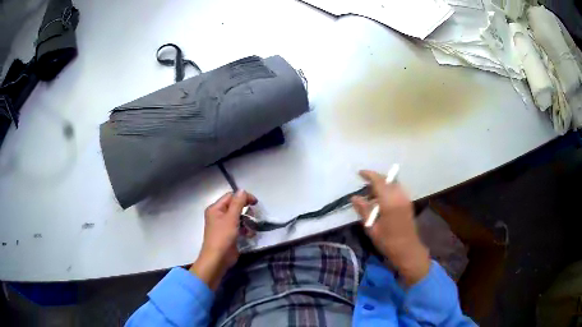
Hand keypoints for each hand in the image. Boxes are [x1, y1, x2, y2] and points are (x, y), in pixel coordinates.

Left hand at [189, 190, 256, 289]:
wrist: (217, 259)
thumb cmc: (223, 237)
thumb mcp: (231, 218)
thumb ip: (238, 203)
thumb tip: (242, 190)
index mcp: (215, 208)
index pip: (231, 196)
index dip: (243, 197)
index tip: (255, 203)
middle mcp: (217, 215)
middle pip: (234, 206)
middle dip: (245, 210)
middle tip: (254, 214)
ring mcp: (222, 225)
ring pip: (237, 217)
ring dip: (246, 221)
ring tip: (251, 227)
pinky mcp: (228, 235)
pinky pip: (238, 227)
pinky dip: (244, 229)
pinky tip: (249, 235)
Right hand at [351, 170, 430, 285]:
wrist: (408, 250)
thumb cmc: (388, 241)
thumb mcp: (372, 228)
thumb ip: (364, 210)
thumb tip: (354, 197)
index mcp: (389, 202)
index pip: (379, 181)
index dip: (369, 175)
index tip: (359, 173)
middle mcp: (399, 196)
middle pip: (387, 180)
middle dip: (375, 178)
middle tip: (364, 183)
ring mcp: (405, 199)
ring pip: (393, 184)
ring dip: (382, 184)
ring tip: (371, 193)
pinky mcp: (408, 203)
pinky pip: (397, 190)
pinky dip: (388, 190)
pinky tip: (381, 200)